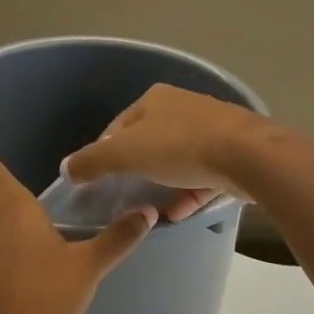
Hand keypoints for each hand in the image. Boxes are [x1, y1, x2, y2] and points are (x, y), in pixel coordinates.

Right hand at [63, 84, 284, 221]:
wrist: (247, 156)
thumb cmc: (180, 147)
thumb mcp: (125, 154)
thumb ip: (93, 161)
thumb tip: (66, 168)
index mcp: (156, 99)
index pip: (119, 126)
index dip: (104, 153)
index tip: (98, 180)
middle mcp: (184, 108)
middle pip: (150, 143)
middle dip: (136, 171)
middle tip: (124, 197)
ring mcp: (213, 130)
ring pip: (178, 162)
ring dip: (163, 186)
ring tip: (150, 211)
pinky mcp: (233, 154)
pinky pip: (203, 177)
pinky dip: (189, 194)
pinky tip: (178, 214)